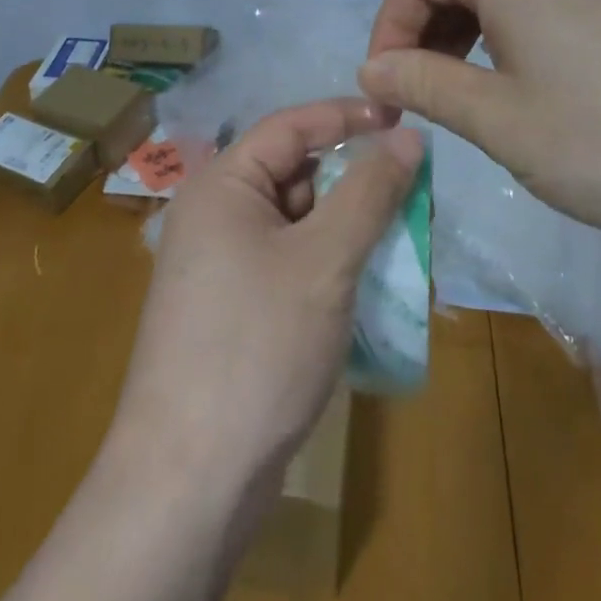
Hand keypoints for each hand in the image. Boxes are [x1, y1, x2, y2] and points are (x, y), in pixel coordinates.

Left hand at [109, 98, 424, 499]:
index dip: (347, 116)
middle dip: (352, 177)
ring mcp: (220, 264)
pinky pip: (288, 260)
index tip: (403, 117)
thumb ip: (369, 191)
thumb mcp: (325, 260)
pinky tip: (366, 280)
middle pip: (293, 172)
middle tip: (411, 185)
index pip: (291, 126)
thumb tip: (408, 135)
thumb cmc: (256, 348)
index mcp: (222, 185)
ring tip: (400, 233)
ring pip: (296, 220)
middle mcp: (215, 214)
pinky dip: (327, 261)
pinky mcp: (232, 308)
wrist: (188, 484)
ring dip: (345, 223)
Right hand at [357, 0, 600, 240]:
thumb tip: (374, 69)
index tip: (389, 85)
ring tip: (477, 96)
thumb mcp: (501, 121)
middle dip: (426, 30)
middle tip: (426, 95)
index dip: (389, 22)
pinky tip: (539, 88)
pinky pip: (549, 2)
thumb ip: (426, 85)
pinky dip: (516, 35)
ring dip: (470, 35)